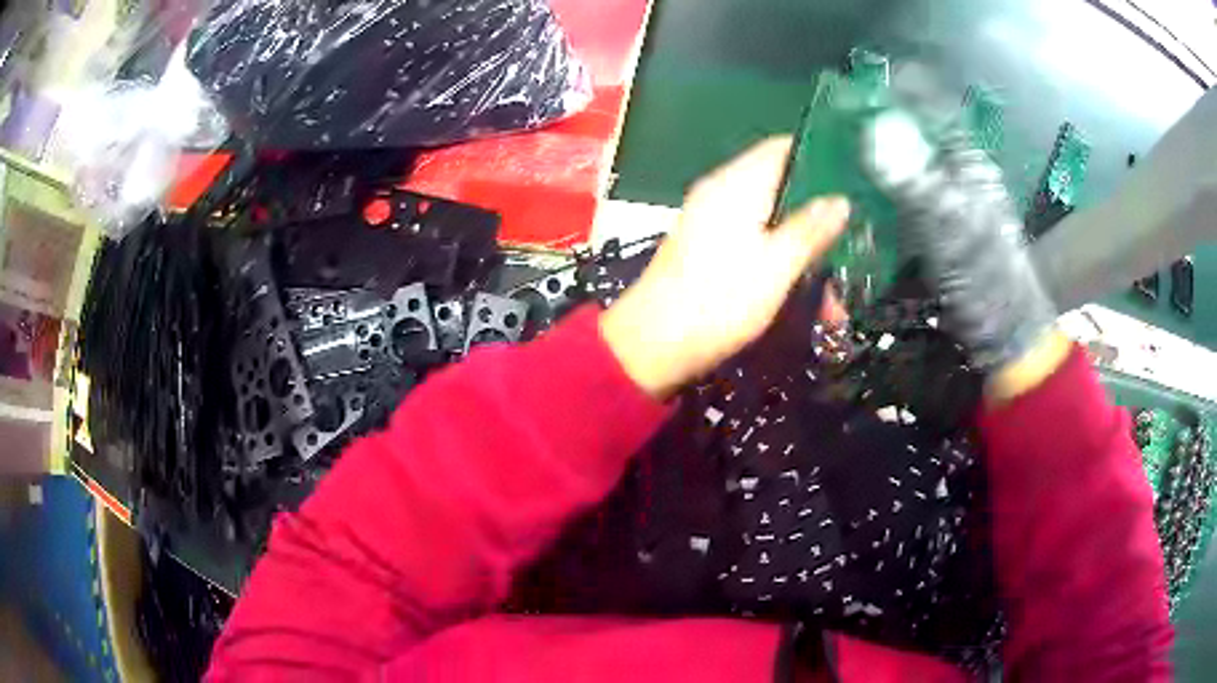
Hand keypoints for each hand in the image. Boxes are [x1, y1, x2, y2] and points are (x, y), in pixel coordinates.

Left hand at [601, 138, 849, 398]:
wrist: (652, 346)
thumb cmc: (719, 300)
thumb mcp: (776, 265)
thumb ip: (810, 229)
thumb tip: (840, 200)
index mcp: (736, 184)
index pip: (782, 148)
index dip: (819, 156)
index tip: (854, 177)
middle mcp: (722, 194)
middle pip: (781, 189)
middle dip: (818, 220)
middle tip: (851, 245)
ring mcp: (712, 222)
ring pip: (772, 224)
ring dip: (804, 254)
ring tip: (833, 300)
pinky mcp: (707, 250)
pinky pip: (755, 244)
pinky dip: (781, 265)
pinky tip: (804, 300)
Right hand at [862, 111, 1060, 389]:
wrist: (1000, 328)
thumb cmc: (983, 271)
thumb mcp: (947, 221)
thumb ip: (911, 175)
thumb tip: (871, 128)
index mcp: (966, 161)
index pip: (932, 108)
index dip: (901, 90)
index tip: (861, 83)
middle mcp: (956, 173)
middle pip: (915, 133)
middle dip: (880, 121)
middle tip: (840, 118)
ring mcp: (946, 202)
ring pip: (907, 165)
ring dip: (877, 156)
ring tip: (839, 149)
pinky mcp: (935, 229)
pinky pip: (903, 197)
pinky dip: (880, 190)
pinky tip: (857, 193)